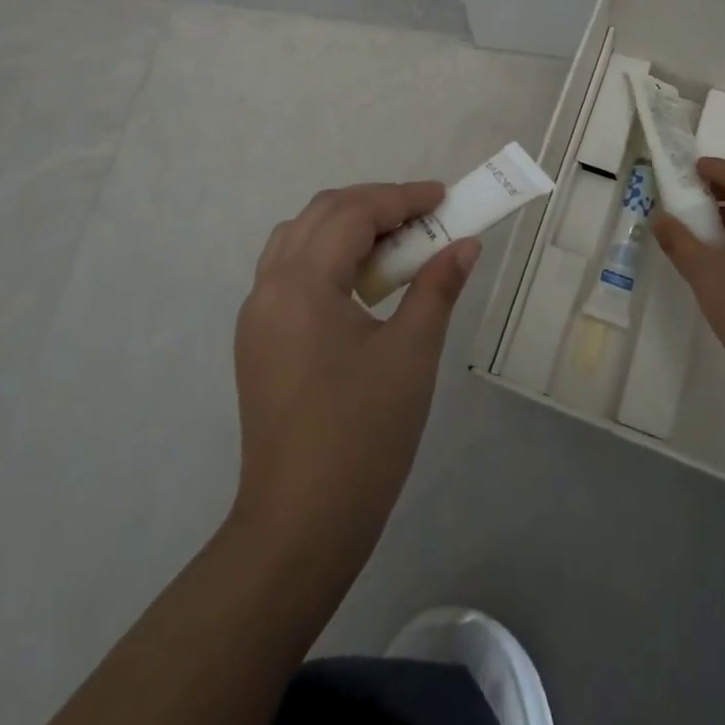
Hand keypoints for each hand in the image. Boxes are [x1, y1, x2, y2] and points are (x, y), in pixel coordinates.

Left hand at [233, 182, 478, 568]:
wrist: (300, 526)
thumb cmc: (363, 435)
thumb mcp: (411, 354)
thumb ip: (437, 288)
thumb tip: (466, 244)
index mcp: (301, 284)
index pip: (352, 213)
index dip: (401, 198)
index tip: (445, 198)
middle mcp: (269, 288)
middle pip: (320, 215)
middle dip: (374, 205)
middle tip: (424, 217)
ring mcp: (257, 316)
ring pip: (299, 240)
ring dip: (347, 227)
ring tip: (395, 243)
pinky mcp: (259, 342)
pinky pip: (291, 272)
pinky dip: (328, 257)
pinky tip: (362, 281)